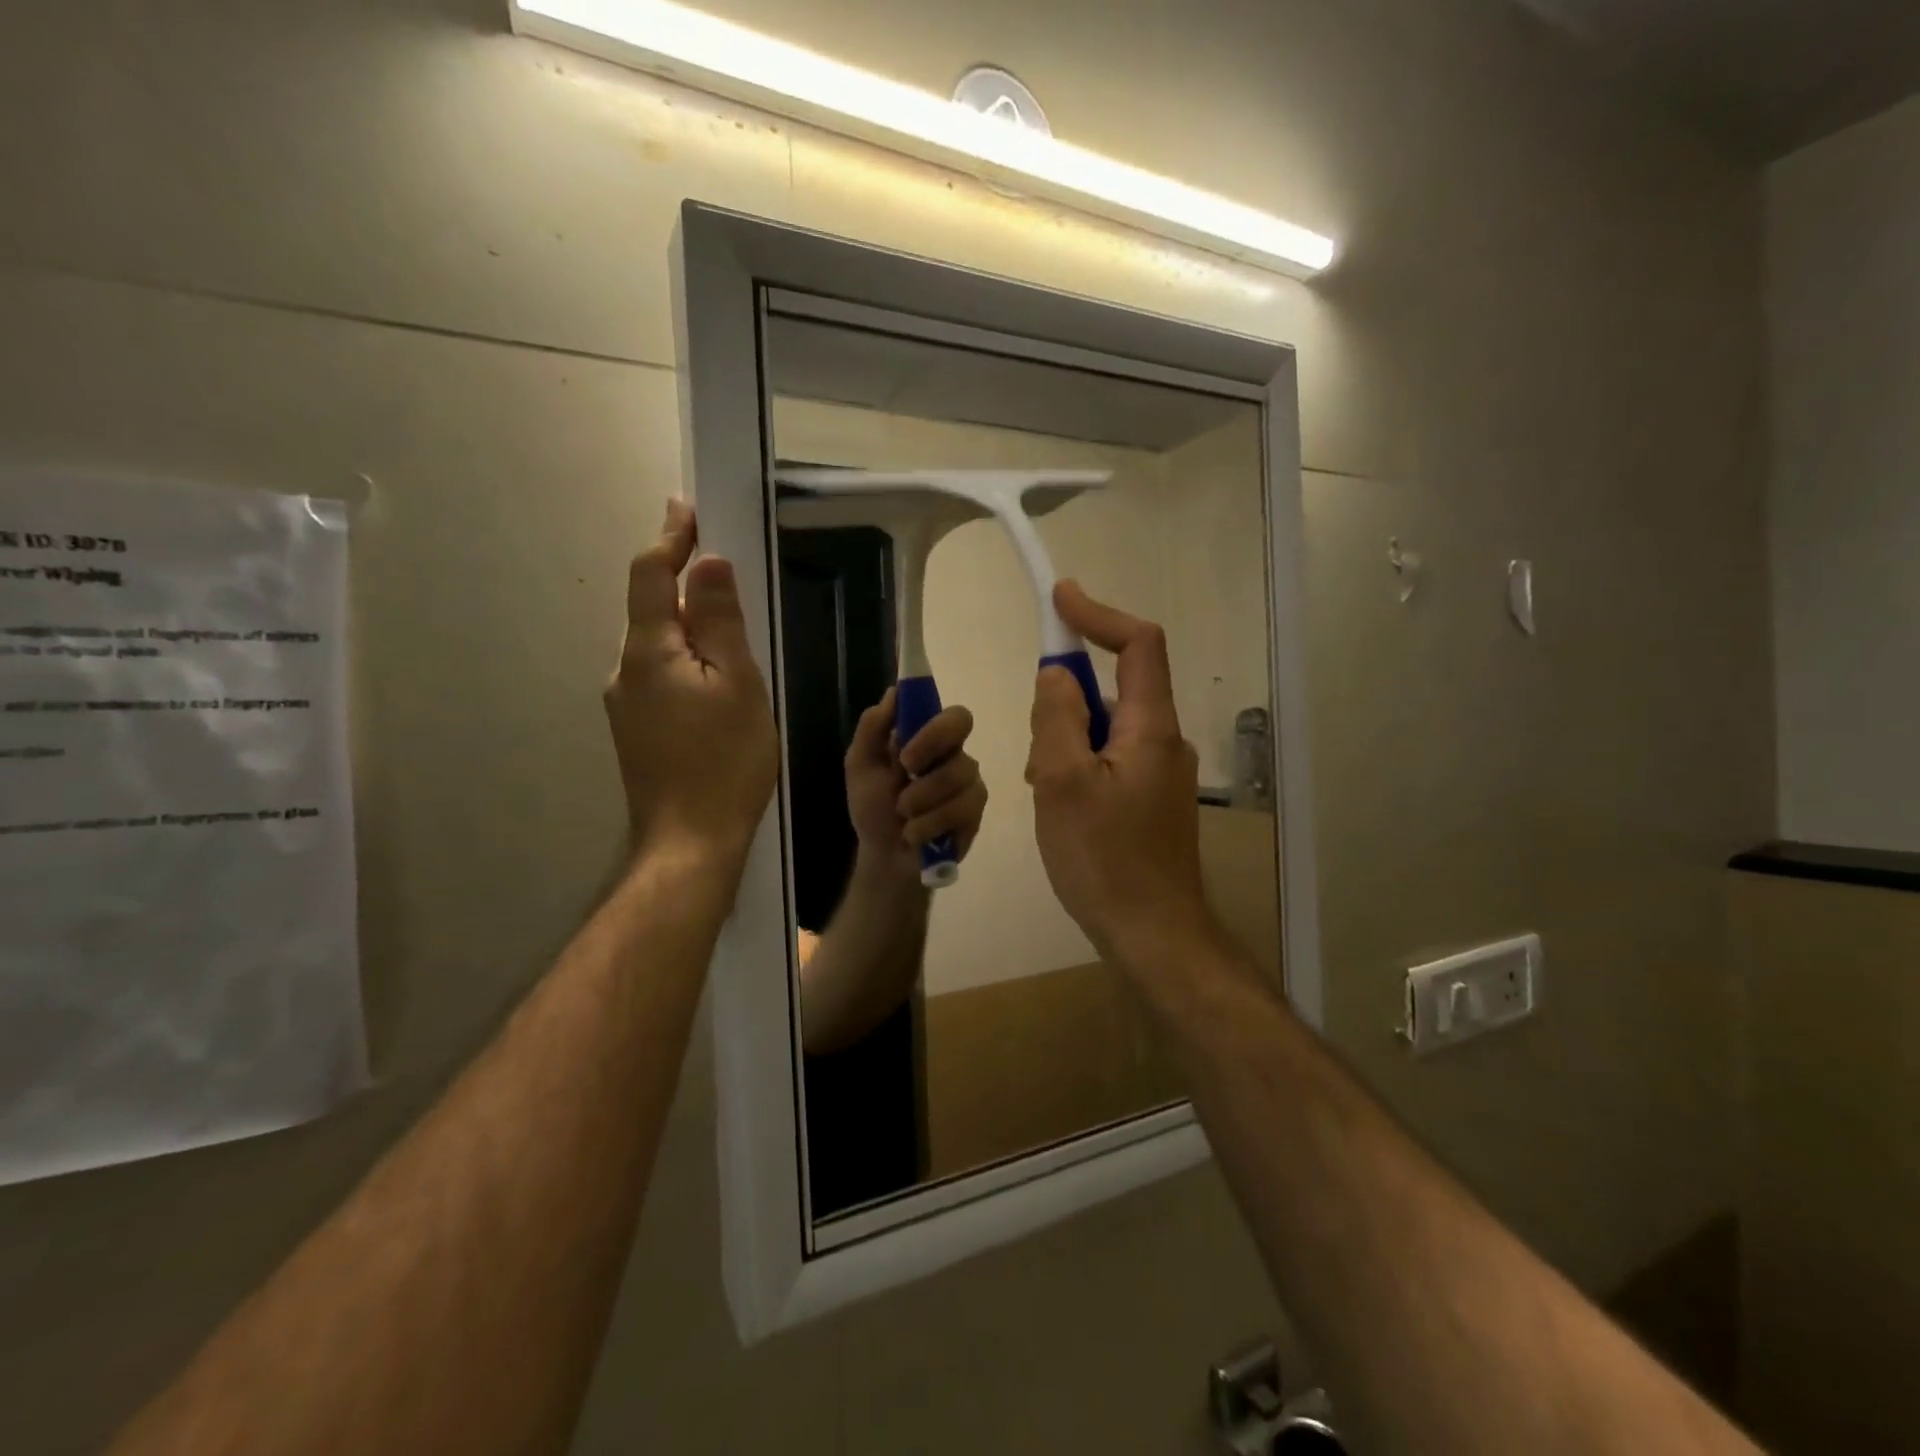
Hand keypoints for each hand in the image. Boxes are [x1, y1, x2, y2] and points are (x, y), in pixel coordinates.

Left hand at [604, 500, 777, 866]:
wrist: (689, 841)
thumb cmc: (724, 761)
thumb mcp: (737, 684)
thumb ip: (719, 621)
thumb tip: (707, 563)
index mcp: (648, 652)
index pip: (649, 576)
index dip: (668, 538)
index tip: (685, 507)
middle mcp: (624, 671)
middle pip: (649, 610)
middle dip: (679, 581)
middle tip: (720, 568)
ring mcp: (625, 705)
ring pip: (655, 646)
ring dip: (684, 625)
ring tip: (728, 630)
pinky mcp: (635, 730)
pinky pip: (658, 676)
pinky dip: (683, 659)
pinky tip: (713, 681)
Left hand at [845, 687, 987, 881]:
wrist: (885, 859)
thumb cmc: (873, 809)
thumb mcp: (860, 766)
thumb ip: (873, 727)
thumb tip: (894, 693)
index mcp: (926, 737)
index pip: (947, 710)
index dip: (932, 724)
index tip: (905, 752)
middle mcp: (953, 753)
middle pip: (962, 725)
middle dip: (930, 749)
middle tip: (905, 775)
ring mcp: (968, 782)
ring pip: (958, 774)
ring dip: (921, 799)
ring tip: (903, 816)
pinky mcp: (975, 813)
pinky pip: (962, 808)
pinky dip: (930, 824)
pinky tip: (916, 834)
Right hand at [1026, 582, 1218, 972]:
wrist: (1152, 934)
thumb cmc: (1104, 858)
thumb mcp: (1062, 781)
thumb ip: (1057, 717)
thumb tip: (1056, 675)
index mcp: (1151, 727)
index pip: (1139, 644)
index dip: (1099, 615)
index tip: (1060, 597)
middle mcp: (1165, 742)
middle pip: (1117, 689)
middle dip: (1068, 701)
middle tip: (1035, 750)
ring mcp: (1162, 775)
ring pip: (1107, 731)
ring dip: (1068, 741)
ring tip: (1043, 791)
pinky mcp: (1152, 802)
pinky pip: (1111, 762)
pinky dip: (1080, 767)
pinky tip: (1061, 810)